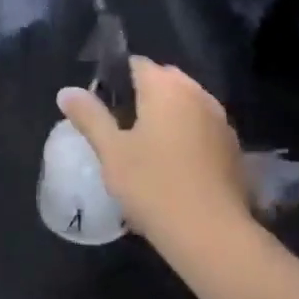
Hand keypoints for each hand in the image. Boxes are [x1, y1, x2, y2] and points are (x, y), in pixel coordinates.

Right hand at [57, 58, 249, 251]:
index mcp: (166, 87)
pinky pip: (202, 127)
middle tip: (119, 129)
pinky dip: (186, 135)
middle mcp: (197, 93)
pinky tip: (173, 166)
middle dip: (142, 96)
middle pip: (163, 81)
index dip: (115, 79)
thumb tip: (66, 92)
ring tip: (145, 149)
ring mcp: (220, 120)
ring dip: (166, 116)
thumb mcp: (111, 152)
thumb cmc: (153, 186)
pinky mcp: (232, 147)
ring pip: (185, 104)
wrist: (211, 235)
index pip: (136, 64)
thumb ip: (89, 116)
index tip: (101, 106)